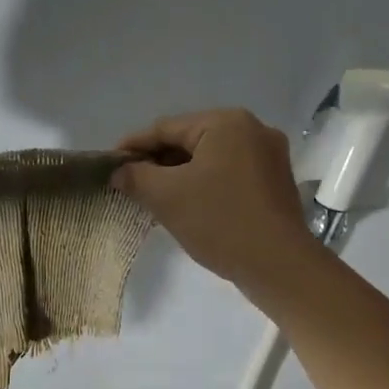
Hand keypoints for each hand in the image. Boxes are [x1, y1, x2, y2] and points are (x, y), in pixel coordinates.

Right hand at [111, 109, 314, 290]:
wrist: (279, 266)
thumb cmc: (220, 221)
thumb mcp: (167, 197)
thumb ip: (136, 177)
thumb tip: (118, 171)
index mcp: (226, 123)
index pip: (166, 128)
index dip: (133, 146)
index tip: (109, 164)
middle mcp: (252, 129)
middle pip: (190, 140)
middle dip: (158, 162)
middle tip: (129, 183)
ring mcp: (269, 156)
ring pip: (210, 159)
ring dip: (180, 175)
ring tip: (153, 196)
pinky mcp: (274, 182)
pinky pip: (229, 174)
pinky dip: (204, 184)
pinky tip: (188, 204)